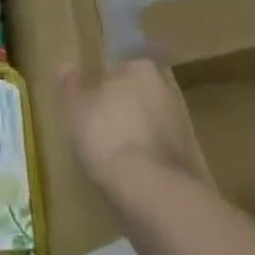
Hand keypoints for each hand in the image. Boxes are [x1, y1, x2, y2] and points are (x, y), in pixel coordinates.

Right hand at [57, 57, 200, 192]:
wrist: (151, 189)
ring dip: (134, 132)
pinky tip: (129, 171)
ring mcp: (181, 125)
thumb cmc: (106, 134)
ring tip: (110, 153)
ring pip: (149, 122)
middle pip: (136, 94)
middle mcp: (166, 90)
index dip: (101, 84)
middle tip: (96, 126)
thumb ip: (70, 84)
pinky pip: (158, 148)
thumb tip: (66, 65)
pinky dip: (145, 155)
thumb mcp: (75, 107)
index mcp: (140, 70)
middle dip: (120, 107)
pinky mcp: (188, 157)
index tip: (88, 101)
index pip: (118, 68)